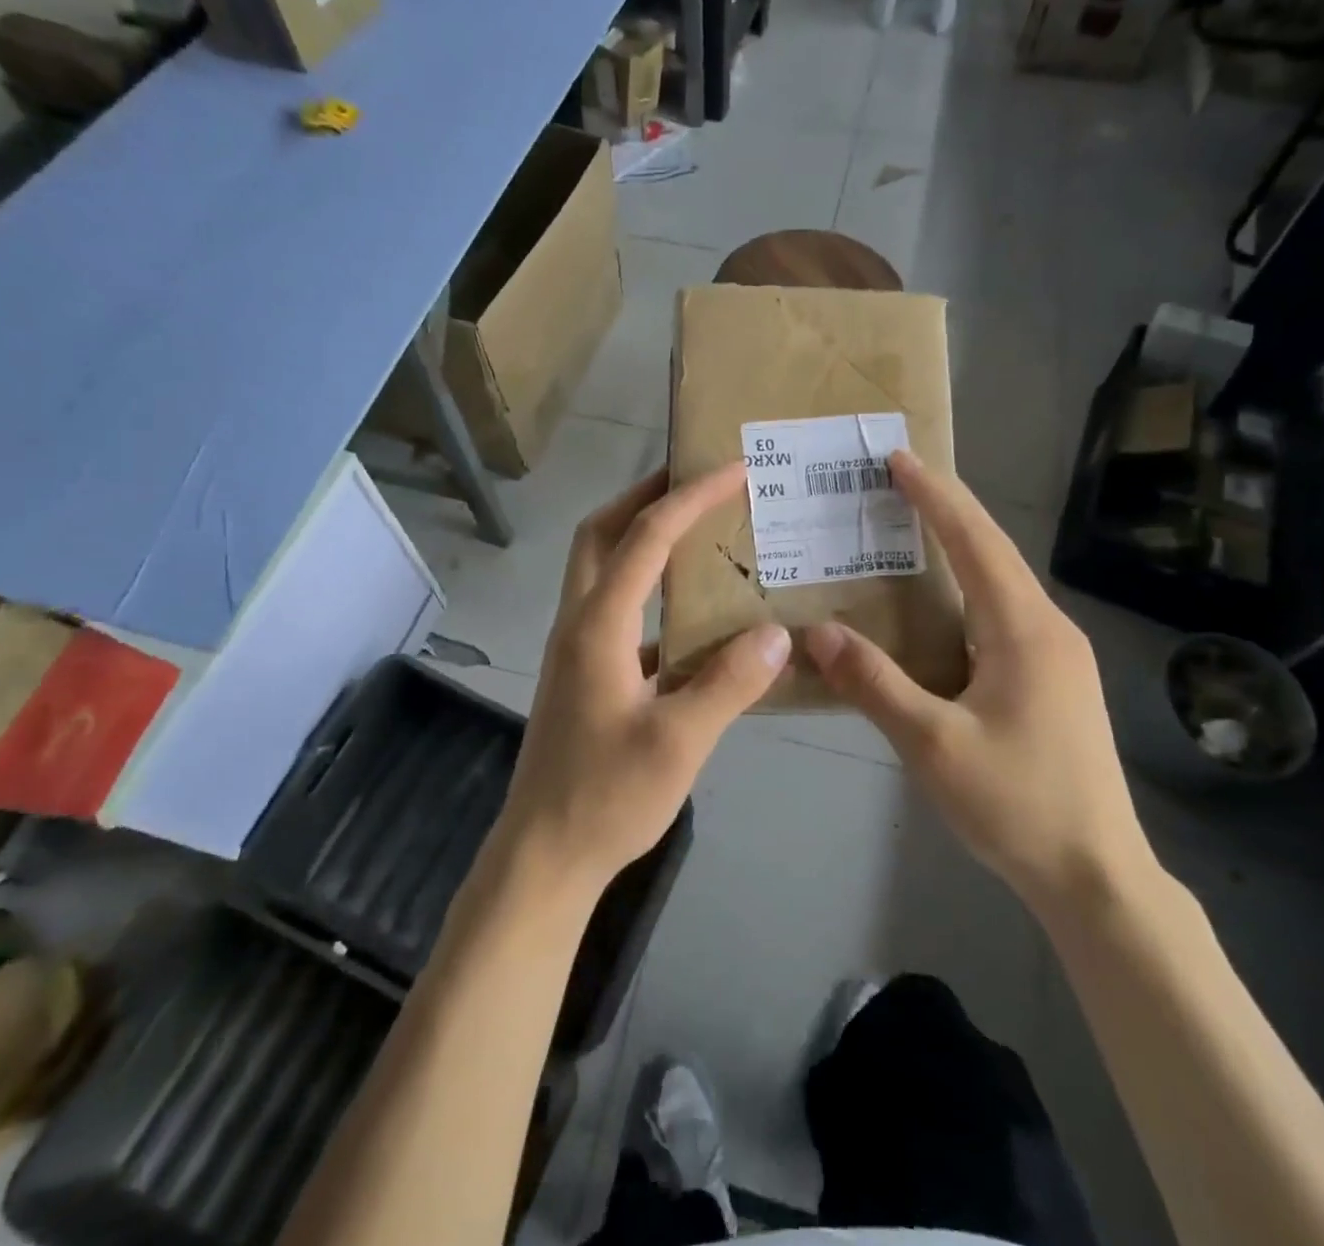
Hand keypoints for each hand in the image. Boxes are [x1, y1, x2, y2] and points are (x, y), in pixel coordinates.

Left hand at [499, 464, 790, 894]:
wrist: (545, 854)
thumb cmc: (607, 796)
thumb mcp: (680, 741)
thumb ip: (730, 682)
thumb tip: (778, 634)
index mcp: (598, 625)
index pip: (645, 538)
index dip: (689, 497)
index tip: (732, 469)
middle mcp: (579, 622)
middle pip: (601, 533)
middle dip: (645, 496)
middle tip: (695, 478)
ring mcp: (576, 648)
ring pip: (603, 568)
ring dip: (641, 537)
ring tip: (697, 530)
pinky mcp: (584, 673)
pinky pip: (617, 609)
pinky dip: (649, 590)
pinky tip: (693, 614)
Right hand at [805, 451, 1155, 914]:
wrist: (1097, 876)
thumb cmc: (1016, 804)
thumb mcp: (932, 744)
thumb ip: (873, 683)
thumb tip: (817, 632)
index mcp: (1023, 629)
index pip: (975, 541)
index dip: (935, 496)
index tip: (898, 459)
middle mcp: (1049, 628)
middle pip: (993, 552)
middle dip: (946, 511)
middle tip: (895, 483)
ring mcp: (1059, 656)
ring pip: (1001, 584)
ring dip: (959, 551)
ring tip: (910, 532)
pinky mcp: (1056, 681)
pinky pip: (1005, 614)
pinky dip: (967, 591)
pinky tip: (940, 610)